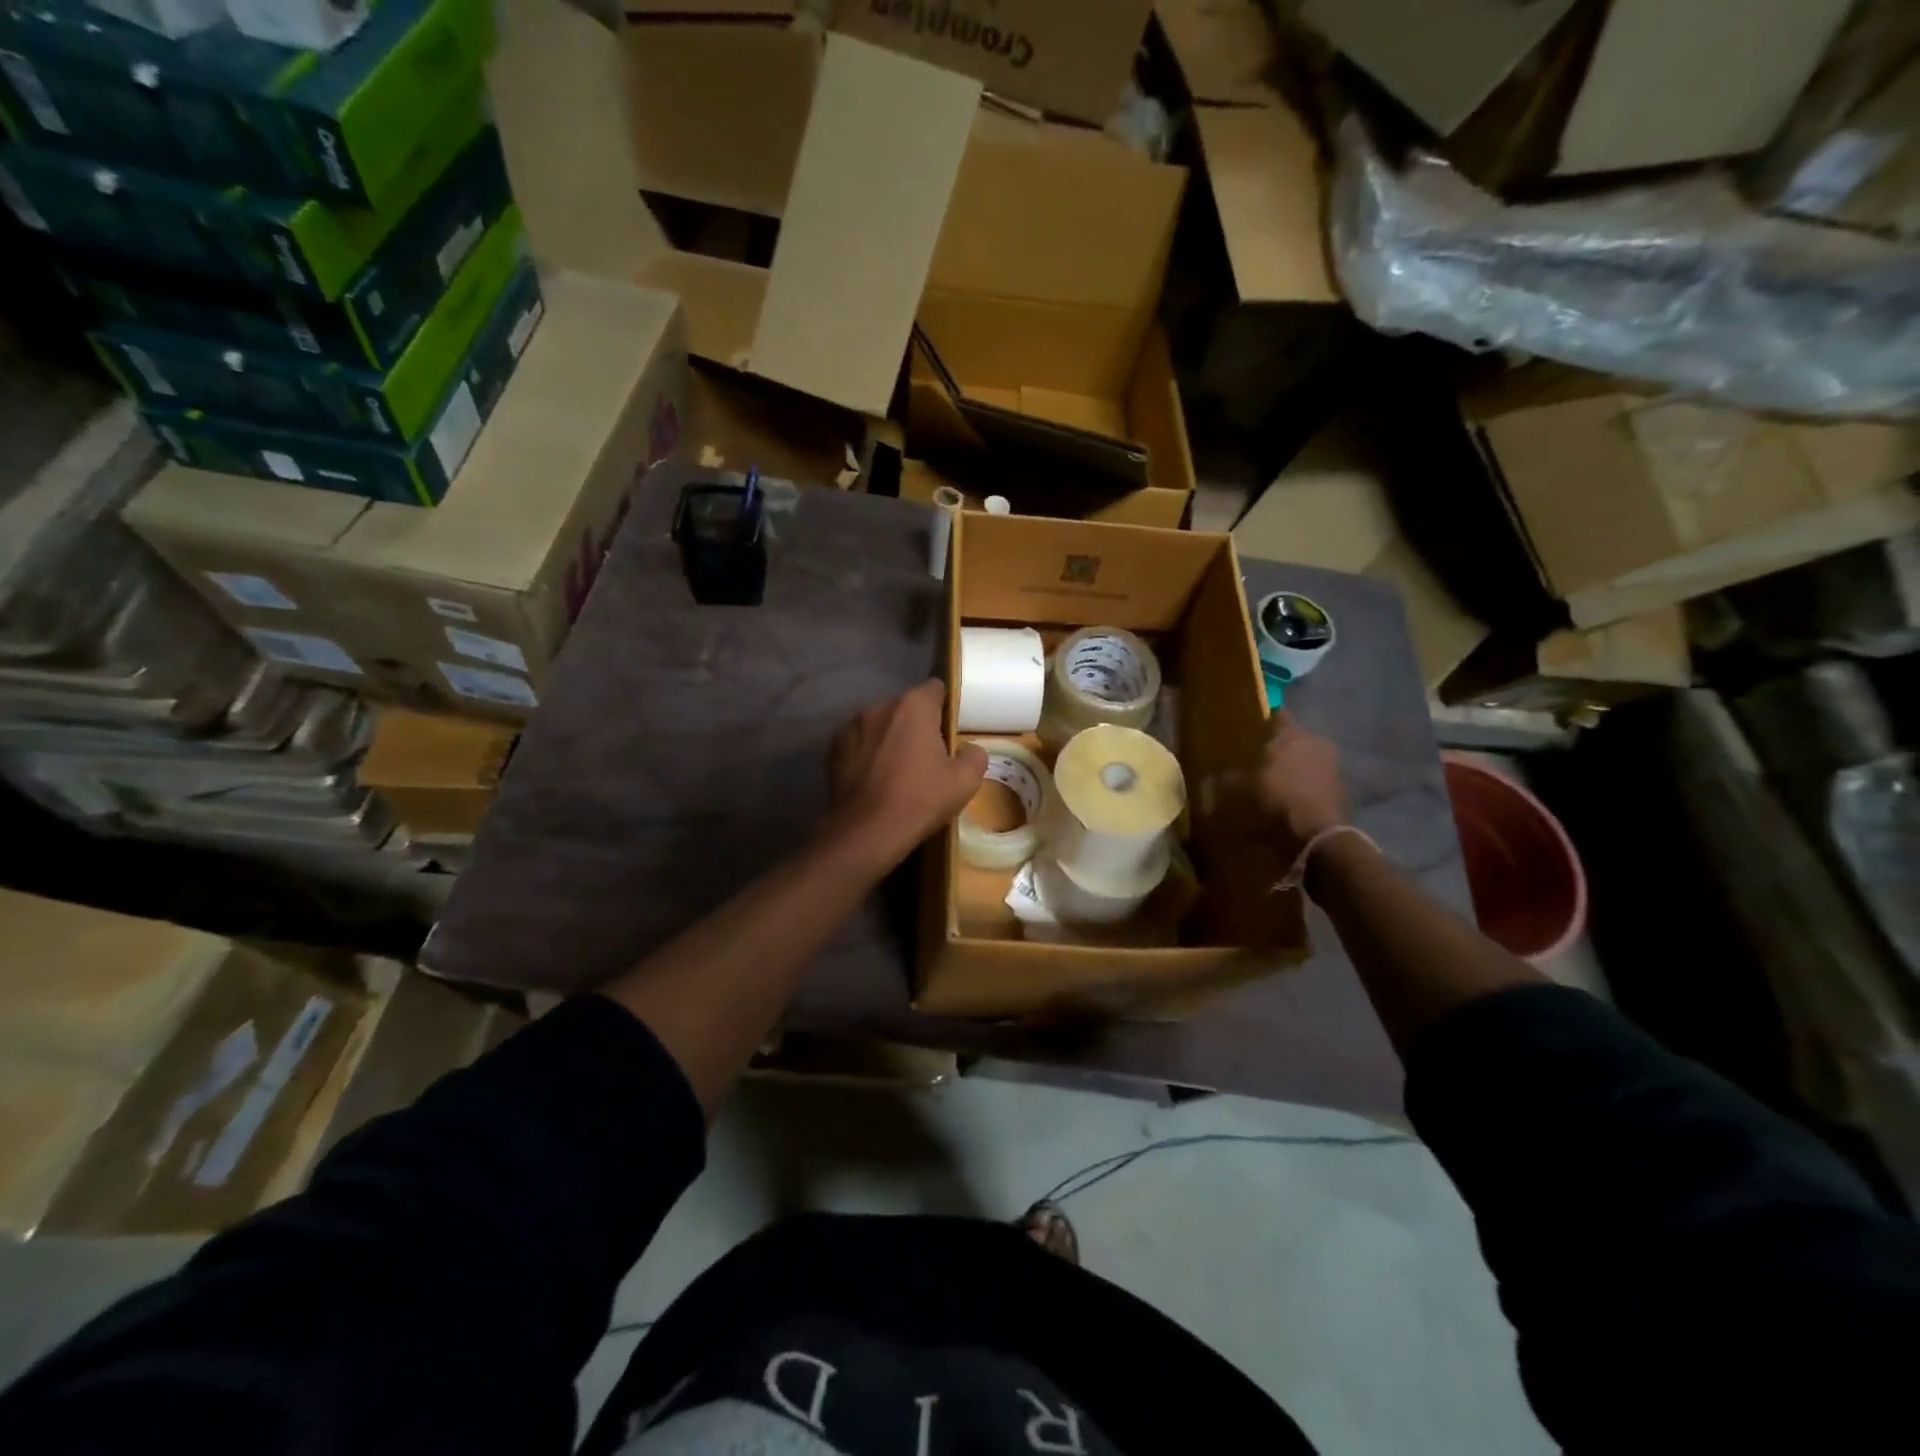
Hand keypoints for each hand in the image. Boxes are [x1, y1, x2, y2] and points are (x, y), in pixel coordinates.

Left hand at [825, 680, 986, 865]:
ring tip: (895, 769)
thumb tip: (970, 749)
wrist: (866, 831)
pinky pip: (858, 743)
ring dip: (889, 738)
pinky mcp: (833, 748)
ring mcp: (852, 726)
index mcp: (913, 706)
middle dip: (915, 724)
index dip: (944, 706)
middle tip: (926, 755)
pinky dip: (866, 753)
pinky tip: (873, 779)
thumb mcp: (965, 782)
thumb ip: (975, 756)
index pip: (935, 688)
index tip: (948, 730)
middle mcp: (879, 706)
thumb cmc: (920, 800)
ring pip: (879, 724)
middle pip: (905, 707)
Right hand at [1210, 710, 1346, 863]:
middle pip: (1292, 738)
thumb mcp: (1240, 790)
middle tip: (1254, 759)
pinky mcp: (1340, 789)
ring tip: (1269, 782)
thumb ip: (1227, 779)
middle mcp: (1316, 742)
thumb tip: (1213, 775)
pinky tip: (1286, 799)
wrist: (1317, 836)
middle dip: (1275, 747)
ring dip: (1290, 768)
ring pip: (1304, 759)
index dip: (1260, 722)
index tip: (1246, 731)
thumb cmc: (1276, 800)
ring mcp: (1332, 766)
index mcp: (1292, 733)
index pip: (1277, 715)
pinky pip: (1313, 780)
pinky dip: (1301, 786)